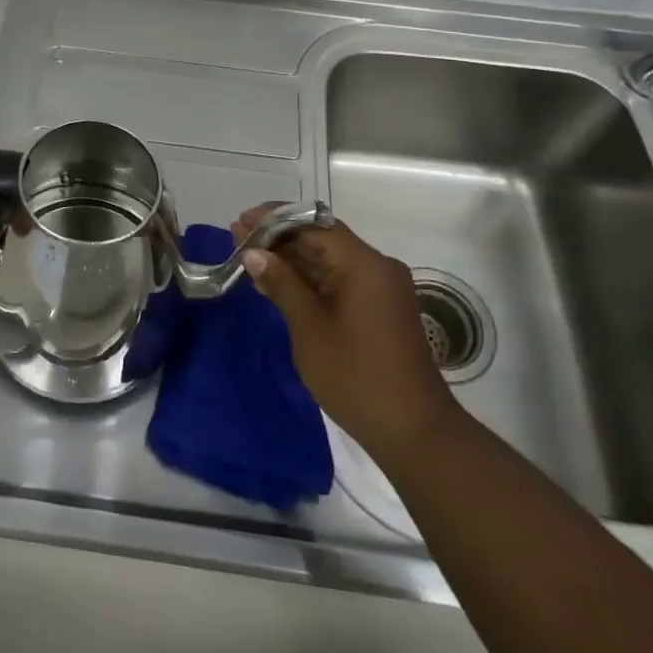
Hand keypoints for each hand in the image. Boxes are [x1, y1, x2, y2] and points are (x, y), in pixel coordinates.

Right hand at [234, 205, 459, 465]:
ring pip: (330, 261)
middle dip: (280, 238)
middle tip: (238, 238)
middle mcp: (377, 267)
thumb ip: (282, 284)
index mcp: (363, 263)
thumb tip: (254, 252)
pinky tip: (279, 284)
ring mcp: (381, 289)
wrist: (414, 432)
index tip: (242, 221)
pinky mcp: (380, 309)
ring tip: (250, 258)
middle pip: (322, 239)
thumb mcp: (309, 328)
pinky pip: (340, 281)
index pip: (314, 224)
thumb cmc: (356, 376)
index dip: (275, 220)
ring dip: (293, 260)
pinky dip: (310, 281)